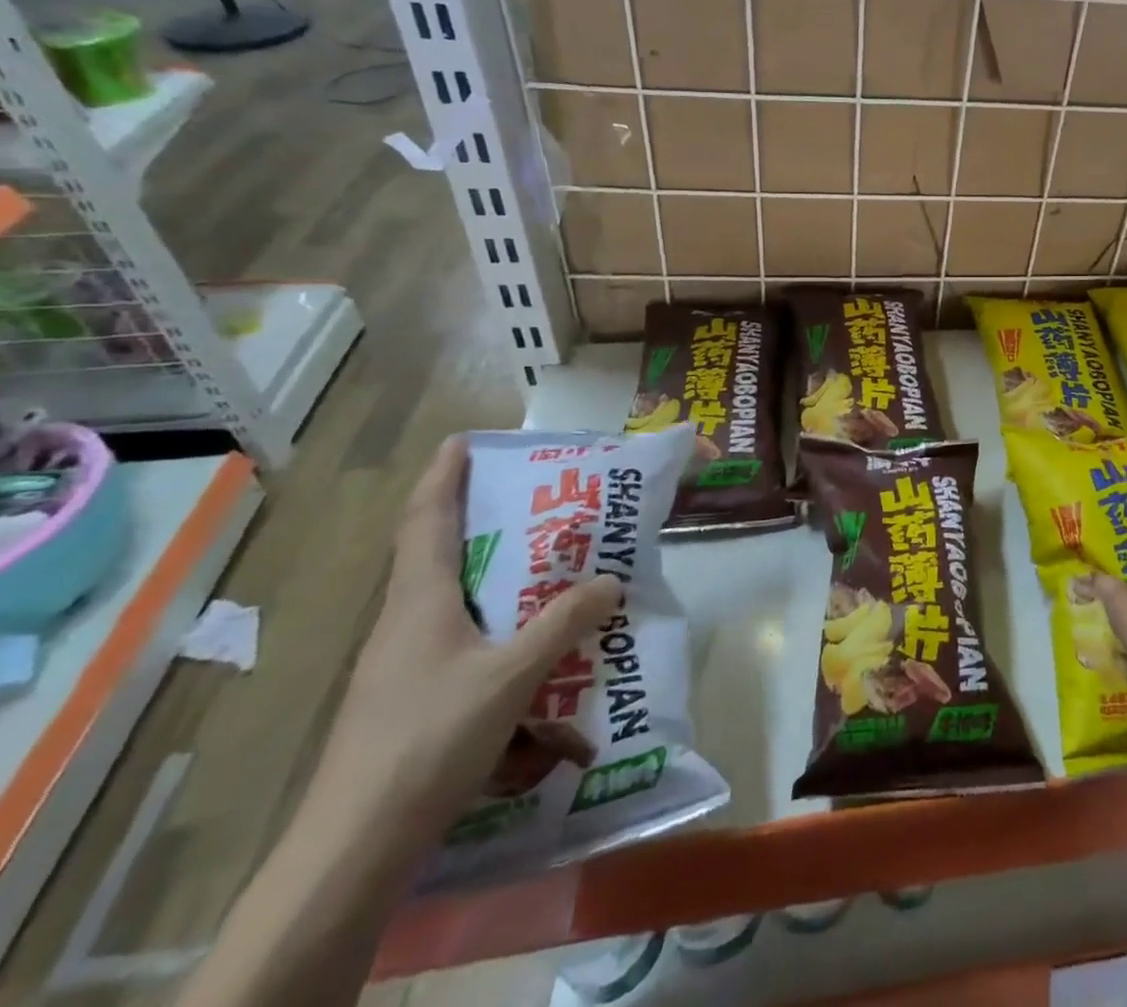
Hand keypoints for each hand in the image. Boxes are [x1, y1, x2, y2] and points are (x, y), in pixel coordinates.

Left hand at [312, 437, 621, 841]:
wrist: (355, 846)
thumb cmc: (429, 740)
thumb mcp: (511, 676)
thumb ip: (564, 623)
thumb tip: (612, 580)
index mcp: (419, 600)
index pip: (426, 518)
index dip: (444, 474)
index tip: (465, 439)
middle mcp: (406, 620)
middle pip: (438, 550)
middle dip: (479, 517)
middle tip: (534, 496)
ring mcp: (404, 661)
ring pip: (451, 596)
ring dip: (492, 571)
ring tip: (545, 561)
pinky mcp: (412, 695)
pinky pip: (459, 635)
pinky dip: (494, 619)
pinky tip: (529, 639)